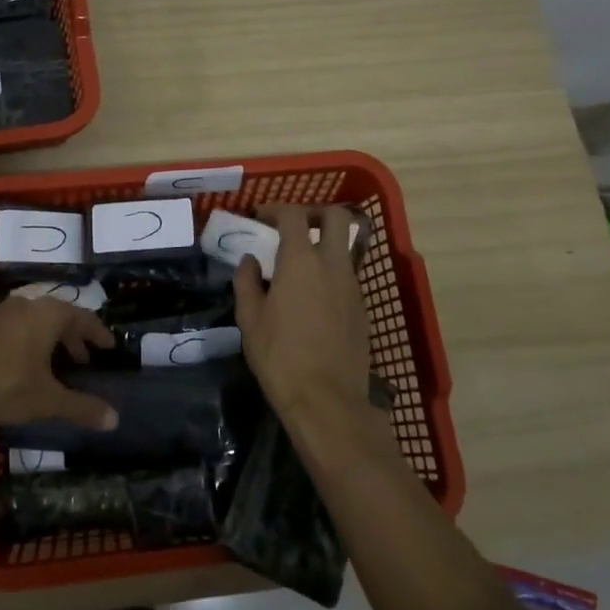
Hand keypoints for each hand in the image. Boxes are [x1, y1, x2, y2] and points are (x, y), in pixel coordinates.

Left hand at [0, 296, 118, 430]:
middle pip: (59, 317)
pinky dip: (28, 344)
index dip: (99, 334)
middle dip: (74, 339)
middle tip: (84, 362)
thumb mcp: (45, 400)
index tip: (110, 348)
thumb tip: (115, 420)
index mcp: (50, 314)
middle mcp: (27, 305)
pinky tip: (22, 368)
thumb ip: (80, 408)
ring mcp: (0, 313)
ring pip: (35, 323)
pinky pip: (15, 330)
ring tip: (54, 367)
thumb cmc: (1, 383)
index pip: (85, 318)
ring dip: (49, 342)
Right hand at [233, 204, 372, 423]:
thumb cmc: (280, 357)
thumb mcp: (250, 319)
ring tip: (299, 264)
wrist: (327, 400)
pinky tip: (313, 296)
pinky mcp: (362, 308)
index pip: (293, 215)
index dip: (275, 209)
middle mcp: (333, 265)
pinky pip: (348, 275)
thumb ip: (247, 282)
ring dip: (324, 243)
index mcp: (301, 261)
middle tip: (293, 225)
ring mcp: (353, 286)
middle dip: (315, 212)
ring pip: (345, 247)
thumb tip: (250, 261)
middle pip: (337, 217)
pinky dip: (331, 271)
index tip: (260, 217)